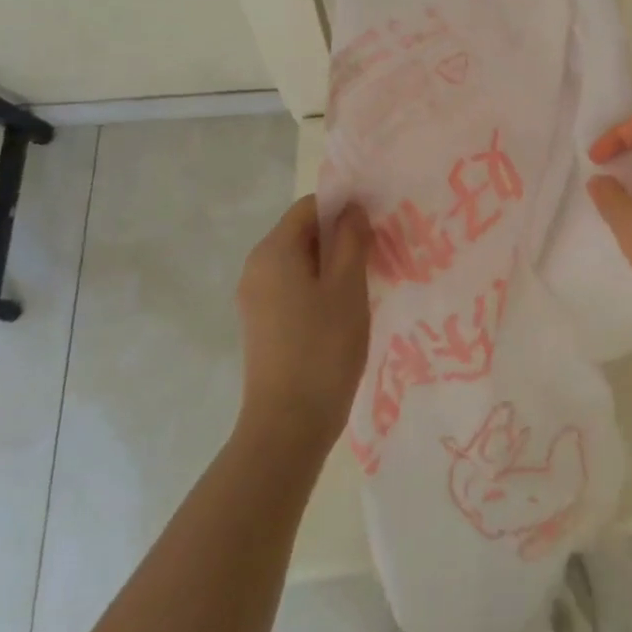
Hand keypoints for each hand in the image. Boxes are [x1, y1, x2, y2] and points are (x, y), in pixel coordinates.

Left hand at [236, 196, 371, 455]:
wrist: (288, 425)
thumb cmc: (323, 347)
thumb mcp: (348, 286)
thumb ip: (351, 239)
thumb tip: (352, 210)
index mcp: (274, 250)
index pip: (310, 206)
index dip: (344, 209)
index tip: (374, 229)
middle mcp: (256, 266)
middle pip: (302, 232)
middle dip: (339, 238)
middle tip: (376, 258)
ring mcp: (255, 297)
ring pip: (299, 262)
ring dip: (332, 265)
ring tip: (364, 286)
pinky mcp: (260, 323)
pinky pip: (292, 287)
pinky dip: (317, 288)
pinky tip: (342, 312)